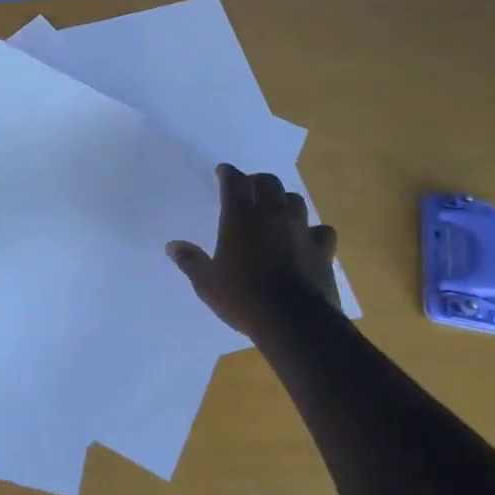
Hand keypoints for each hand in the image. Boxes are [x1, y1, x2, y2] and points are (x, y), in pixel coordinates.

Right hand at [167, 164, 341, 342]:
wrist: (294, 321)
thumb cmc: (243, 298)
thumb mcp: (207, 283)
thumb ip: (190, 261)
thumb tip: (172, 246)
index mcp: (240, 217)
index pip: (234, 181)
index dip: (228, 173)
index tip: (223, 172)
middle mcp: (272, 215)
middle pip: (268, 182)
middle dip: (257, 181)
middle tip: (249, 189)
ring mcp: (301, 229)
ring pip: (295, 200)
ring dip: (284, 200)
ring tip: (277, 210)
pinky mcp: (323, 249)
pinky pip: (321, 230)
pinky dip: (312, 231)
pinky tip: (307, 239)